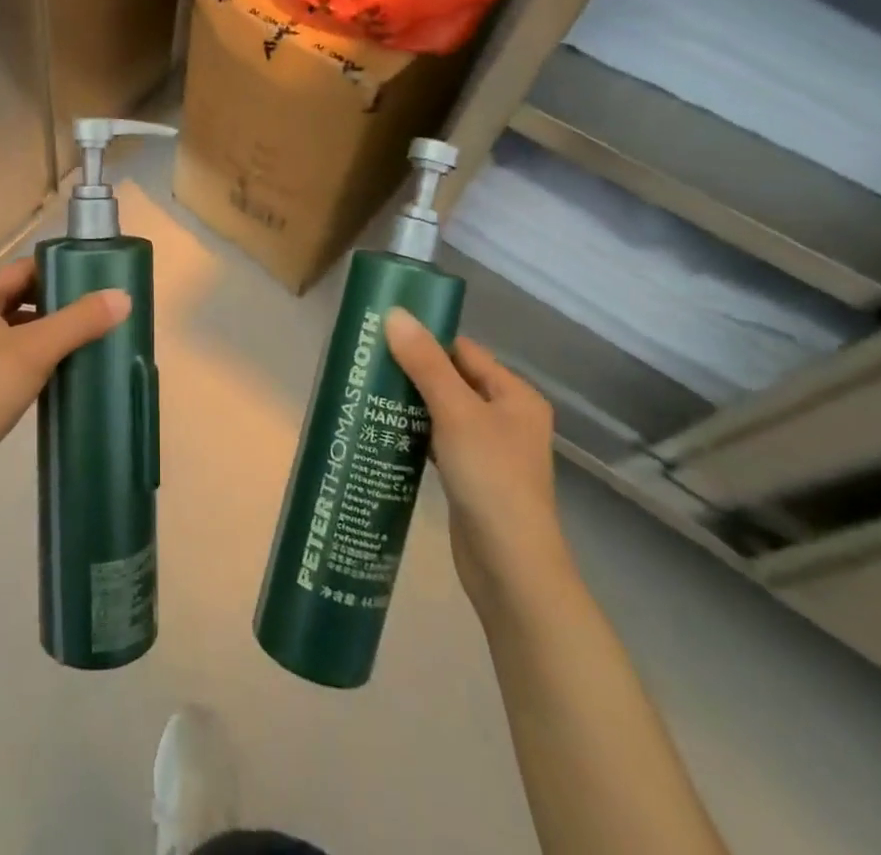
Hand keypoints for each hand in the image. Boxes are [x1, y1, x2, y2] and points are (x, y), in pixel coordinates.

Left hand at [0, 258, 130, 458]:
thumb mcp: (36, 349)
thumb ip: (80, 320)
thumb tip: (123, 297)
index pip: (22, 268)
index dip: (57, 270)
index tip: (92, 281)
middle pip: (18, 296)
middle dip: (54, 302)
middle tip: (93, 309)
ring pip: (13, 326)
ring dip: (45, 329)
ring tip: (83, 336)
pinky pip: (8, 353)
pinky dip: (32, 354)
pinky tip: (58, 366)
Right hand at [383, 309, 572, 608]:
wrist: (510, 567)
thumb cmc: (490, 478)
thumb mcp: (455, 412)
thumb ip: (425, 362)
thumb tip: (395, 314)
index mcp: (514, 395)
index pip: (464, 351)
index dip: (425, 339)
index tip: (382, 334)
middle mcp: (506, 417)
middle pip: (451, 379)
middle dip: (411, 371)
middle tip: (366, 362)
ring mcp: (488, 449)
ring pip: (441, 411)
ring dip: (409, 402)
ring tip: (366, 390)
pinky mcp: (470, 476)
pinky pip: (437, 440)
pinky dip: (413, 432)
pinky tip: (382, 428)